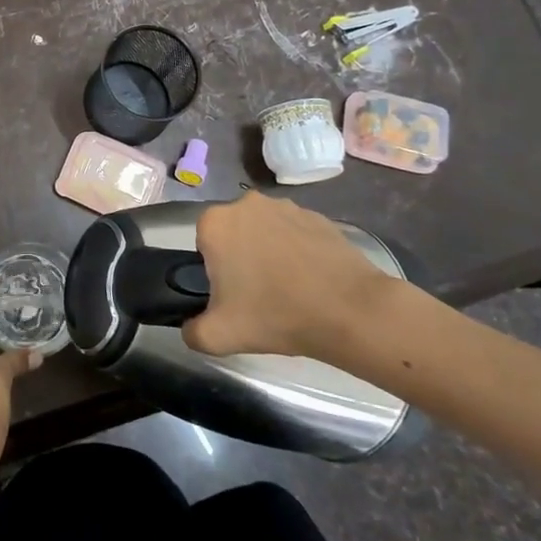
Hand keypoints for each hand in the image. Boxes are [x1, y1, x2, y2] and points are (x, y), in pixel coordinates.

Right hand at [184, 192, 397, 360]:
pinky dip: (299, 251)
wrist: (350, 311)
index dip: (215, 272)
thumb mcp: (220, 337)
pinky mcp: (317, 216)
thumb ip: (192, 332)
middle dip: (241, 258)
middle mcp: (246, 204)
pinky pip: (296, 233)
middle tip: (259, 295)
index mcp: (216, 223)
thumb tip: (190, 328)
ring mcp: (285, 206)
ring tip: (290, 289)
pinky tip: (312, 281)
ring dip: (270, 252)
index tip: (233, 295)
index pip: (203, 245)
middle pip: (234, 234)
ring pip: (265, 231)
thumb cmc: (277, 315)